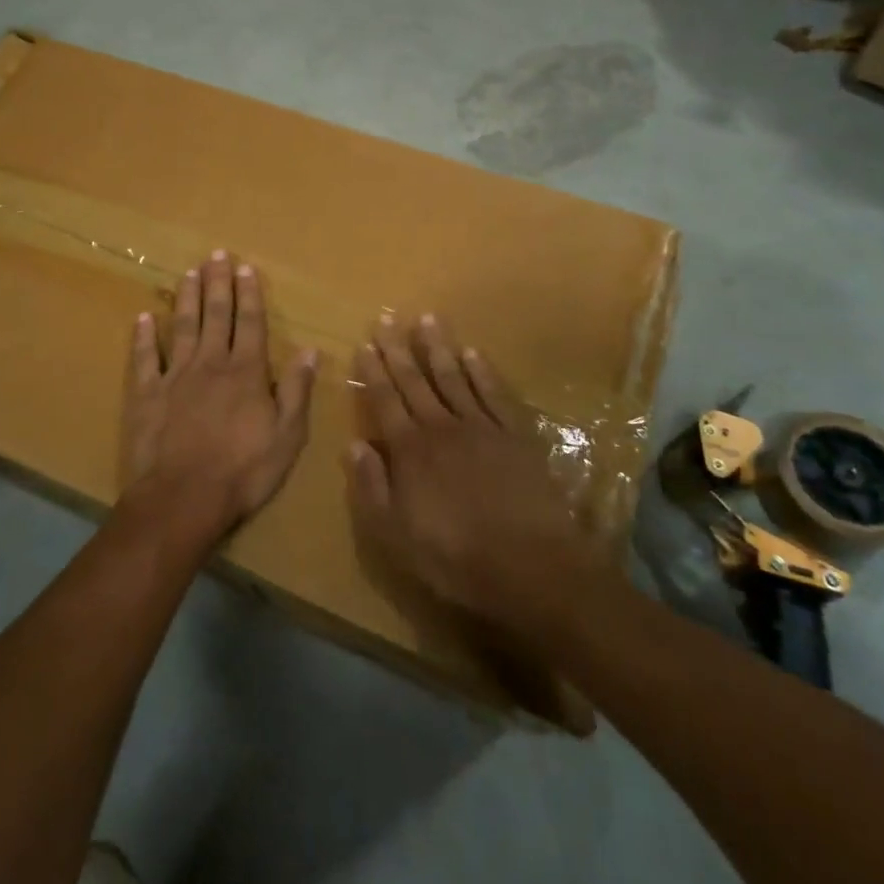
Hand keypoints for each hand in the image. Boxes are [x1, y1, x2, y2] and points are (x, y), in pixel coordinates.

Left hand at [120, 250, 318, 548]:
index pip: (250, 323)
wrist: (183, 498)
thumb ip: (297, 390)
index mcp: (246, 372)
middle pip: (216, 315)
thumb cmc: (243, 471)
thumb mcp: (287, 436)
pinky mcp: (147, 394)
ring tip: (188, 272)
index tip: (246, 268)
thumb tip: (309, 349)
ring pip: (183, 326)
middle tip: (216, 255)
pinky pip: (145, 358)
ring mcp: (176, 376)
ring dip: (187, 298)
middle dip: (218, 283)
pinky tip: (144, 318)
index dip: (249, 295)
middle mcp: (211, 363)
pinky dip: (144, 336)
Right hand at [347, 316, 613, 648]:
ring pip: (453, 377)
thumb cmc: (454, 557)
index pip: (385, 400)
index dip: (372, 371)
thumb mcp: (395, 534)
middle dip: (398, 349)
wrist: (530, 565)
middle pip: (415, 380)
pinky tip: (472, 352)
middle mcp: (441, 427)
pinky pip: (494, 393)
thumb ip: (371, 486)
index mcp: (410, 450)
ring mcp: (481, 427)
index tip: (364, 343)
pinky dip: (482, 371)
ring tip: (427, 318)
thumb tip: (353, 444)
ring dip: (438, 347)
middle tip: (387, 318)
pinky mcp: (515, 435)